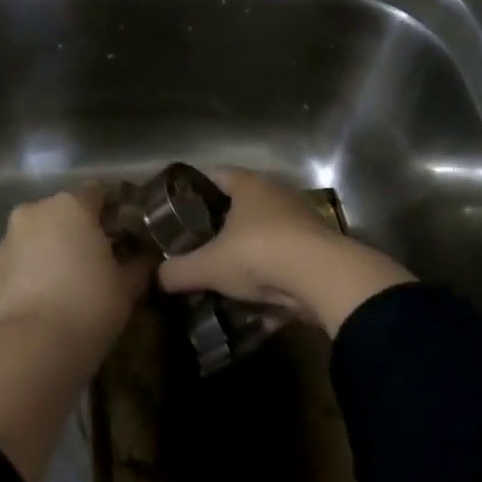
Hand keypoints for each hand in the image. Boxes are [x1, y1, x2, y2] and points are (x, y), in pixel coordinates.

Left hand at [0, 186, 150, 364]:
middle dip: (80, 231)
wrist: (33, 347)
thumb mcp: (127, 286)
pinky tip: (46, 298)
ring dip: (53, 250)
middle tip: (99, 260)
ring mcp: (7, 239)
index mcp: (71, 206)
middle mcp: (35, 212)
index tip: (126, 233)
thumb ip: (139, 264)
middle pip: (64, 213)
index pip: (98, 192)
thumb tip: (145, 257)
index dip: (114, 210)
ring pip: (38, 236)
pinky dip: (33, 270)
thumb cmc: (89, 304)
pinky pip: (20, 260)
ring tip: (70, 283)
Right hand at [158, 168, 414, 336]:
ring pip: (267, 236)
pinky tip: (257, 305)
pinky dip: (273, 280)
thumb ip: (178, 271)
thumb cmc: (258, 254)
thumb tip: (157, 278)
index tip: (179, 212)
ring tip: (226, 279)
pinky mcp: (321, 250)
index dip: (196, 191)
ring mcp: (304, 222)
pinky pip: (288, 263)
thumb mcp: (208, 266)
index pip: (217, 175)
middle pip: (243, 206)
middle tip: (200, 249)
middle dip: (222, 228)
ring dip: (250, 256)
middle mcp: (278, 196)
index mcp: (250, 186)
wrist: (324, 278)